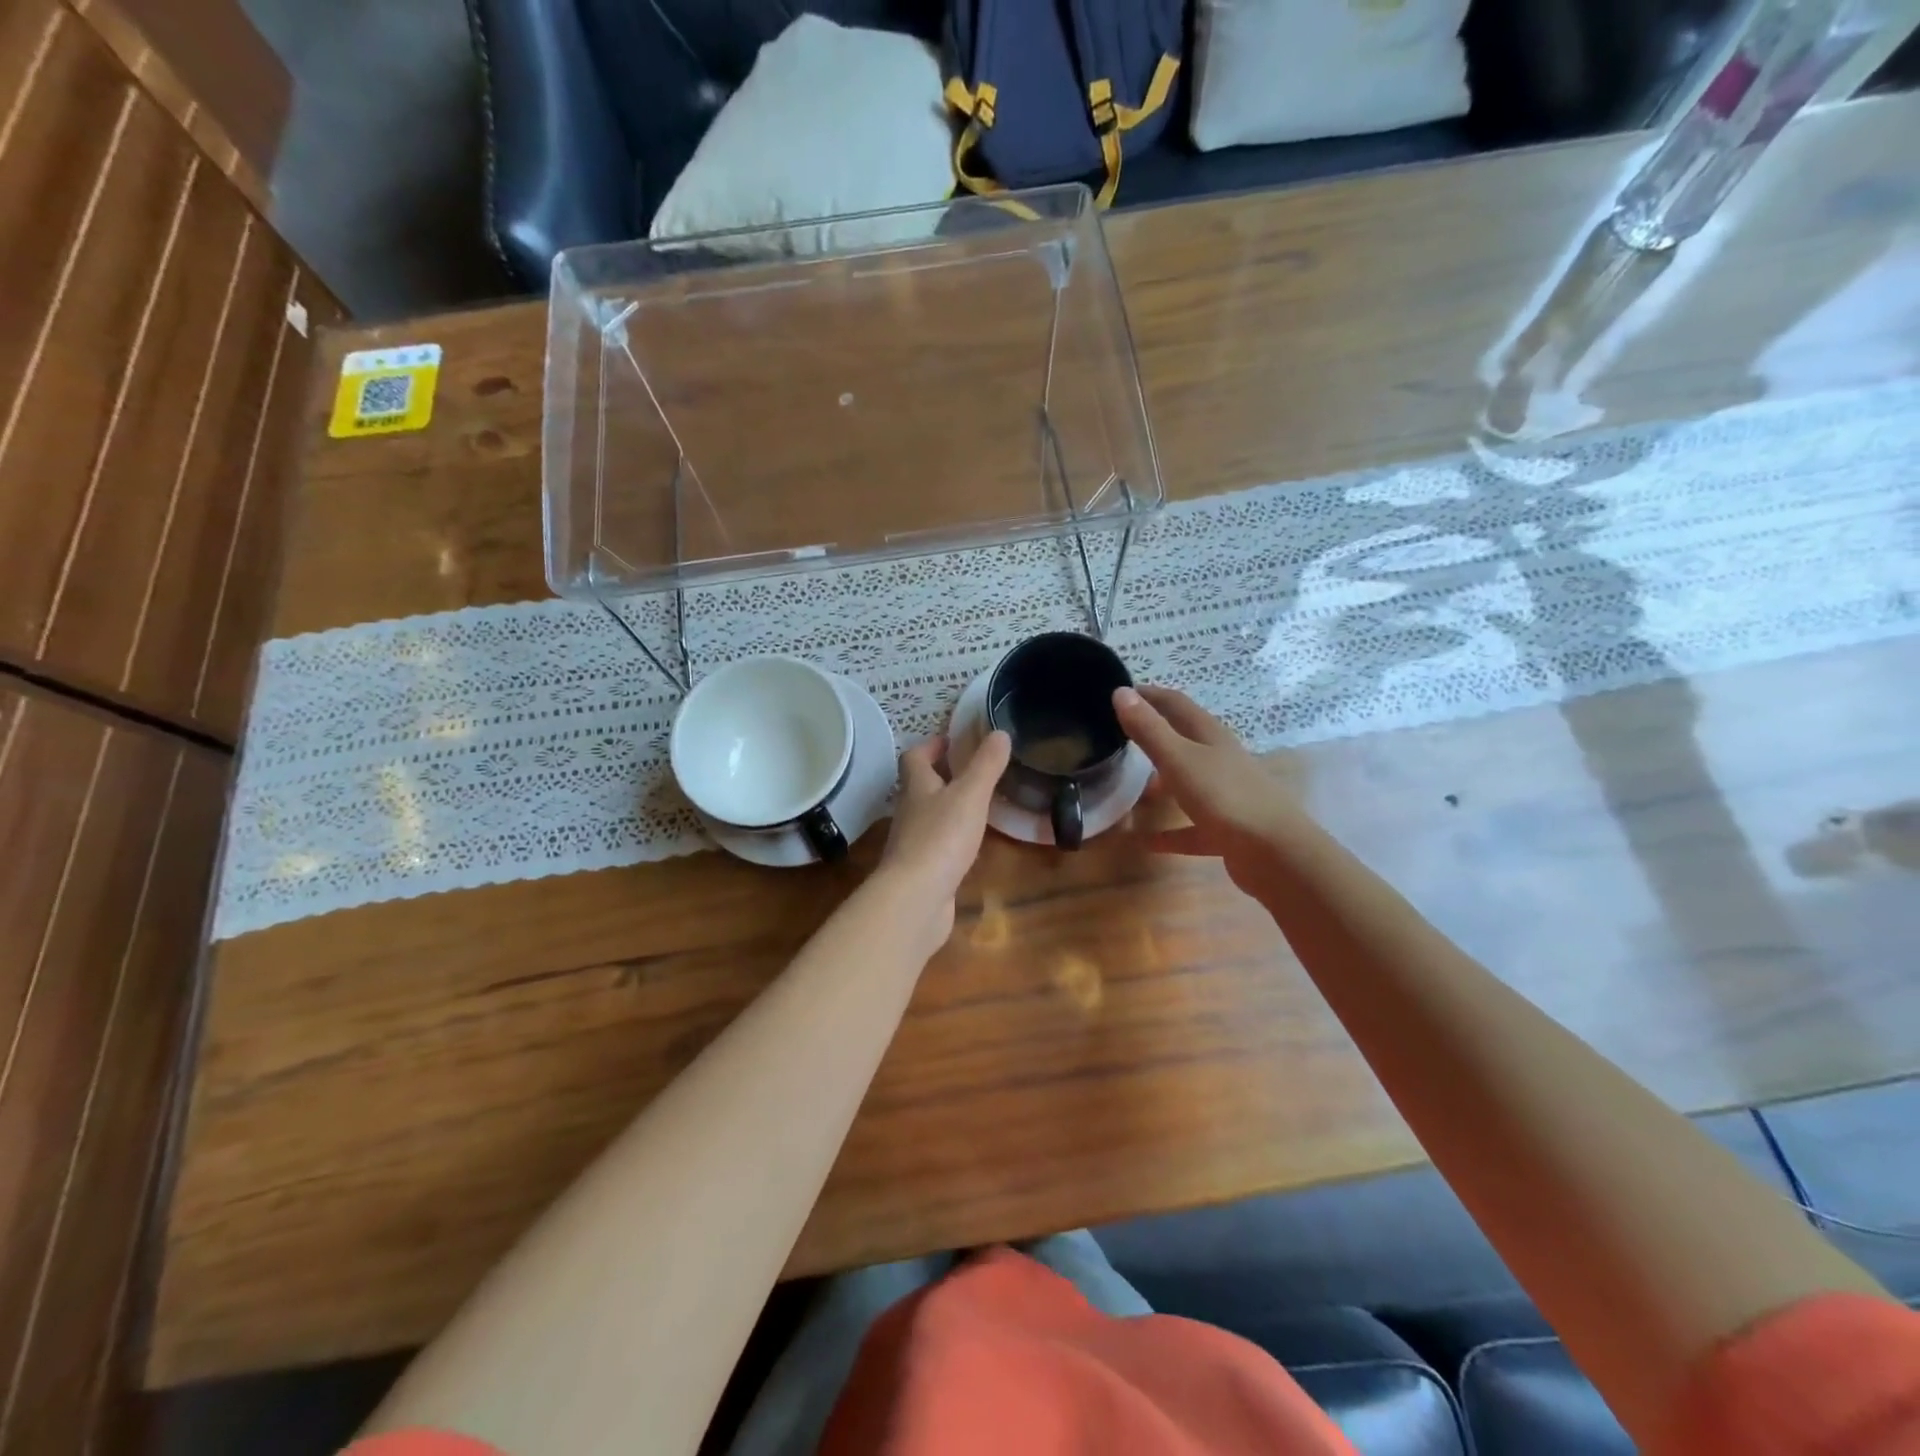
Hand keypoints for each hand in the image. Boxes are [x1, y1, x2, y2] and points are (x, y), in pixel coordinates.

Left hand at [874, 730, 1010, 949]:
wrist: (916, 898)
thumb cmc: (941, 838)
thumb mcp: (970, 795)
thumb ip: (986, 765)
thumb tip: (999, 732)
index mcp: (917, 787)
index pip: (915, 757)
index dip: (931, 745)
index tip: (952, 740)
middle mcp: (910, 811)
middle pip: (920, 786)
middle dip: (942, 775)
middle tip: (972, 770)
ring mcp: (913, 843)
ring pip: (929, 816)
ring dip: (947, 807)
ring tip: (977, 804)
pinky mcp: (922, 870)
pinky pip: (936, 846)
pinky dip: (951, 839)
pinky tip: (970, 845)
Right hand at [1113, 685, 1302, 895]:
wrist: (1276, 854)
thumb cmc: (1225, 797)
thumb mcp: (1179, 759)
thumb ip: (1149, 729)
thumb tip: (1120, 691)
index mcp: (1211, 737)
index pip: (1176, 704)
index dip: (1149, 695)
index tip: (1120, 692)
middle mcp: (1221, 760)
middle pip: (1184, 740)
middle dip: (1155, 734)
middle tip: (1119, 736)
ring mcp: (1227, 795)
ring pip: (1188, 781)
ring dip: (1162, 782)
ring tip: (1132, 787)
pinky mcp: (1228, 830)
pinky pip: (1192, 827)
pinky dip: (1171, 832)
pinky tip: (1147, 842)